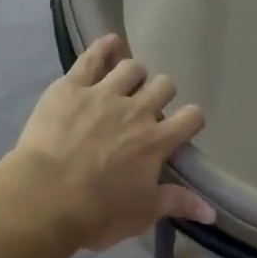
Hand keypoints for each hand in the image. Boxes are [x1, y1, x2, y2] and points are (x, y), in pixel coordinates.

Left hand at [10, 35, 215, 252]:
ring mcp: (104, 94)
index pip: (191, 117)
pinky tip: (110, 44)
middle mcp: (137, 111)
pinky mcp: (72, 86)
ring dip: (134, 75)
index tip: (181, 129)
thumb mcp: (143, 213)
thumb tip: (212, 213)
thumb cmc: (98, 213)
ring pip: (133, 67)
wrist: (44, 199)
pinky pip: (93, 56)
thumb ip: (178, 203)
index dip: (190, 121)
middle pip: (164, 85)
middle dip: (161, 95)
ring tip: (125, 86)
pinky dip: (105, 47)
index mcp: (157, 141)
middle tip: (147, 111)